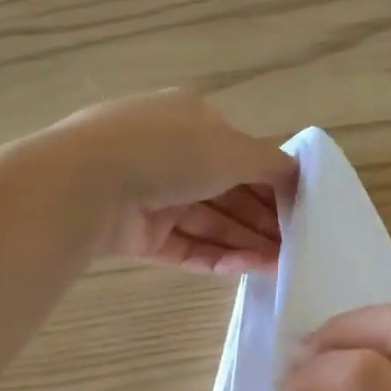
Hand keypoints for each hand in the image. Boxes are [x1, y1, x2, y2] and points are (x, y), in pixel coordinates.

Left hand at [55, 92, 298, 273]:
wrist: (90, 182)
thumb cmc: (171, 151)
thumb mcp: (234, 149)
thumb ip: (273, 164)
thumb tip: (300, 175)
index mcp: (191, 121)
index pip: (241, 156)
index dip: (272, 185)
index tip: (299, 212)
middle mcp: (171, 155)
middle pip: (227, 194)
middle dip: (261, 221)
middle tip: (295, 248)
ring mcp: (152, 195)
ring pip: (208, 223)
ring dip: (244, 242)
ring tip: (280, 266)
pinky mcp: (138, 233)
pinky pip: (184, 246)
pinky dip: (214, 257)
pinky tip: (244, 269)